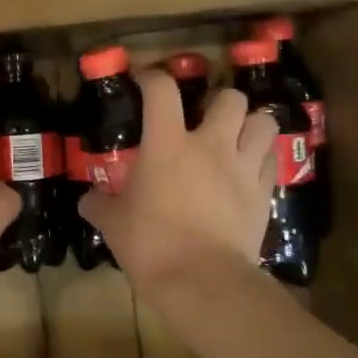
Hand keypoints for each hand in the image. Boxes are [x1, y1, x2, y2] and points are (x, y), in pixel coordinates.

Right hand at [80, 69, 277, 295]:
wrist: (201, 280)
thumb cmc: (150, 244)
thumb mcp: (113, 223)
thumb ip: (99, 204)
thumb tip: (87, 199)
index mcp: (166, 144)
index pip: (161, 90)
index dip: (151, 77)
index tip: (143, 80)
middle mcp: (210, 145)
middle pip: (229, 97)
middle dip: (217, 101)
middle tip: (204, 119)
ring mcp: (242, 167)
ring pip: (263, 122)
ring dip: (250, 124)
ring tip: (236, 137)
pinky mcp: (263, 192)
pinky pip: (270, 160)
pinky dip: (261, 158)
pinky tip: (247, 170)